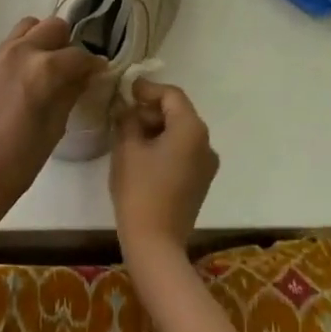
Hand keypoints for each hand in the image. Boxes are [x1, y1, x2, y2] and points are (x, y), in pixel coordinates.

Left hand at [0, 17, 104, 218]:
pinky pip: (6, 48)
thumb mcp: (56, 125)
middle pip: (52, 26)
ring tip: (45, 67)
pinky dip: (20, 55)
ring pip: (26, 28)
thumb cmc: (23, 159)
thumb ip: (72, 92)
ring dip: (41, 40)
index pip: (78, 54)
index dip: (93, 64)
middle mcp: (20, 52)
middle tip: (70, 67)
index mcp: (45, 68)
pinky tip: (21, 82)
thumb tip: (85, 75)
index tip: (98, 72)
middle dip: (67, 43)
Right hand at [110, 80, 218, 258]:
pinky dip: (165, 145)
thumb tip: (127, 108)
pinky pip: (184, 151)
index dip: (147, 89)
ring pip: (181, 133)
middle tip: (123, 114)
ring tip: (129, 134)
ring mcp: (207, 164)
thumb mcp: (127, 147)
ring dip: (157, 128)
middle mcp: (206, 142)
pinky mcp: (200, 181)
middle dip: (151, 110)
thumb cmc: (139, 190)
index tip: (126, 90)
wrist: (155, 242)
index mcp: (191, 129)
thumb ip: (127, 119)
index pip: (171, 95)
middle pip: (179, 112)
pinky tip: (142, 155)